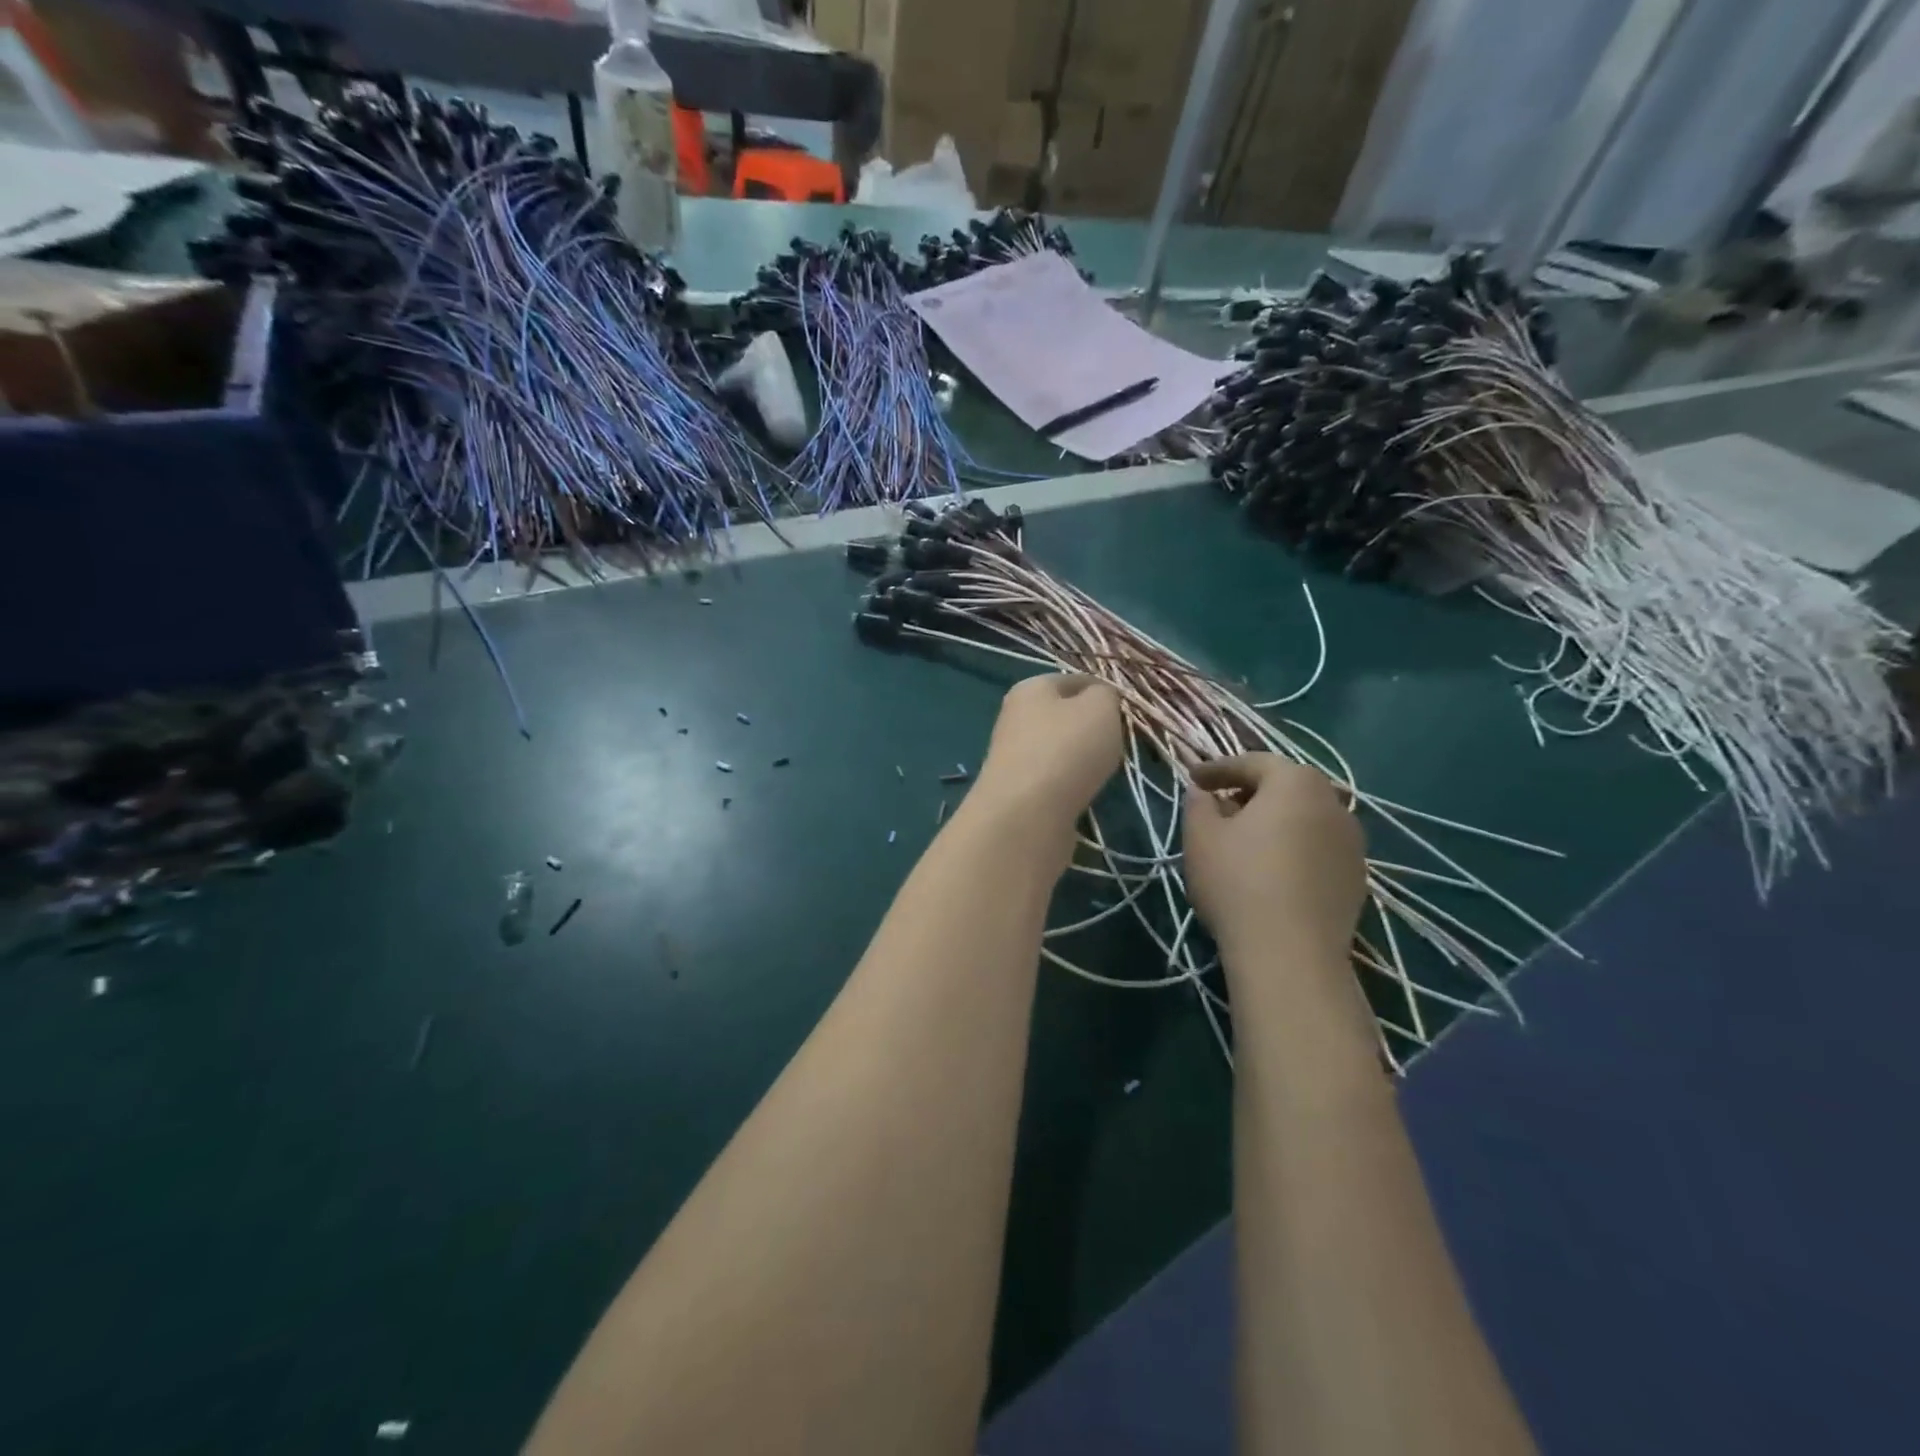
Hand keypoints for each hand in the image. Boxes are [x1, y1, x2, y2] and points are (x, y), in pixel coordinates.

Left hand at [971, 675, 1124, 846]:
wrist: (1027, 815)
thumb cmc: (1066, 749)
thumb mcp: (1100, 707)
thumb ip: (1107, 695)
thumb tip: (1101, 699)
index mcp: (1030, 689)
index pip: (1075, 680)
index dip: (1105, 692)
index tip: (1129, 713)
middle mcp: (1016, 718)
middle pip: (1066, 717)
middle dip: (1095, 729)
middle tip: (1120, 743)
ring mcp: (1015, 757)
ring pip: (1062, 750)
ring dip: (1085, 760)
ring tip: (1105, 771)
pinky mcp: (1020, 792)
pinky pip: (1056, 780)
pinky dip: (1073, 785)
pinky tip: (1086, 794)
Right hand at [1183, 753, 1366, 969]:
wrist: (1291, 953)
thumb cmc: (1238, 881)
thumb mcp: (1201, 836)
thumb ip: (1199, 804)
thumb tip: (1204, 793)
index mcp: (1296, 782)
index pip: (1253, 763)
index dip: (1218, 769)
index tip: (1193, 780)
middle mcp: (1333, 803)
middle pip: (1285, 788)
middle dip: (1250, 793)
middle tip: (1219, 807)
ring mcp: (1352, 843)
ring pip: (1305, 819)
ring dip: (1275, 822)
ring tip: (1245, 842)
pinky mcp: (1357, 879)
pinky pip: (1317, 849)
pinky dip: (1293, 849)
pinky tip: (1271, 872)